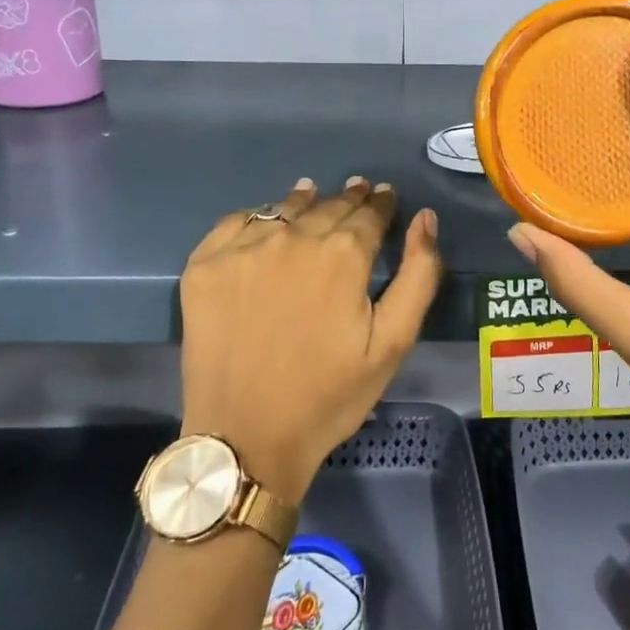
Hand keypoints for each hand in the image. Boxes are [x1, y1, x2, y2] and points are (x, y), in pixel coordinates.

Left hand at [179, 177, 442, 503]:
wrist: (246, 438)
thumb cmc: (329, 395)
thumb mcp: (393, 343)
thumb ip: (418, 275)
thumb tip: (424, 218)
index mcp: (343, 255)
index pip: (369, 214)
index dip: (380, 203)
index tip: (384, 195)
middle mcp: (293, 238)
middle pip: (328, 206)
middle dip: (348, 199)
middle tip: (358, 191)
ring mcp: (243, 249)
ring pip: (283, 208)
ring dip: (305, 201)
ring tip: (314, 194)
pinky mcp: (204, 265)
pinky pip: (237, 222)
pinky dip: (258, 217)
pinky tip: (266, 223)